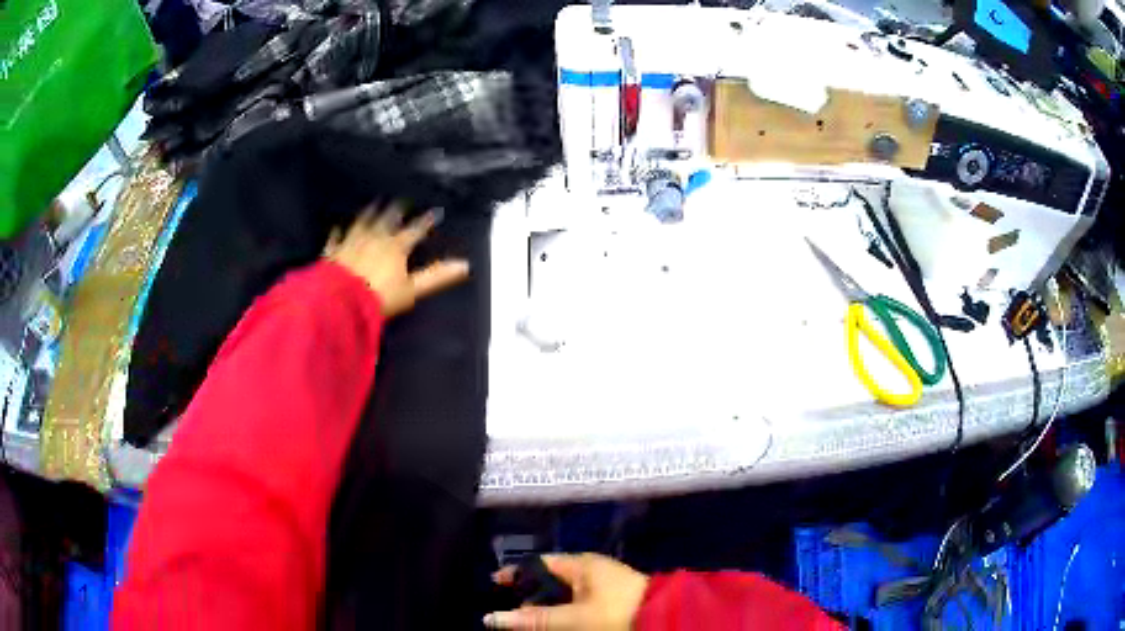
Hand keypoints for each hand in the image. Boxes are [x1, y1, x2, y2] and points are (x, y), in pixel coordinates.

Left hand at [324, 201, 468, 317]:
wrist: (341, 301)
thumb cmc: (380, 296)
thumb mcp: (412, 289)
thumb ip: (436, 276)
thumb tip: (465, 264)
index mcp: (396, 246)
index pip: (415, 230)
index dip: (426, 221)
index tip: (435, 212)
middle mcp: (374, 237)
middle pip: (387, 219)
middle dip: (395, 209)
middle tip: (400, 200)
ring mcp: (352, 242)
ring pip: (362, 222)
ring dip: (369, 213)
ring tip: (373, 203)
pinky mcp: (333, 252)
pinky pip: (336, 238)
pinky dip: (338, 232)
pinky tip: (337, 227)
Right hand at [485, 554, 649, 629]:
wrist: (665, 616)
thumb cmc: (617, 611)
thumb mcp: (574, 618)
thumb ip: (535, 619)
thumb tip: (491, 618)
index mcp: (580, 564)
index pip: (538, 564)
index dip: (515, 574)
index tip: (493, 587)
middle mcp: (590, 569)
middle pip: (550, 581)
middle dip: (530, 597)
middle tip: (512, 615)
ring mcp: (603, 583)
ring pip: (565, 594)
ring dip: (548, 607)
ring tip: (531, 622)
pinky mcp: (612, 598)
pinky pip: (579, 601)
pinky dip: (565, 611)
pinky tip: (558, 623)